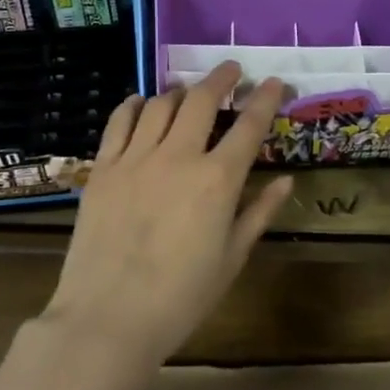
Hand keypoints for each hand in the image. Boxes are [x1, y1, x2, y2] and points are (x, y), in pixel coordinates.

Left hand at [46, 62, 293, 366]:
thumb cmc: (181, 298)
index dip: (265, 99)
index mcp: (218, 180)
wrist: (108, 318)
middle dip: (222, 78)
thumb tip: (286, 181)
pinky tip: (142, 102)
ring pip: (161, 104)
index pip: (249, 126)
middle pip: (202, 100)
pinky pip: (120, 121)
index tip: (274, 82)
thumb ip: (259, 213)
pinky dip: (134, 104)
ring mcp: (136, 158)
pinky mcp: (103, 168)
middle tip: (232, 70)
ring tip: (189, 91)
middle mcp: (178, 156)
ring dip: (181, 90)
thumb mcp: (232, 258)